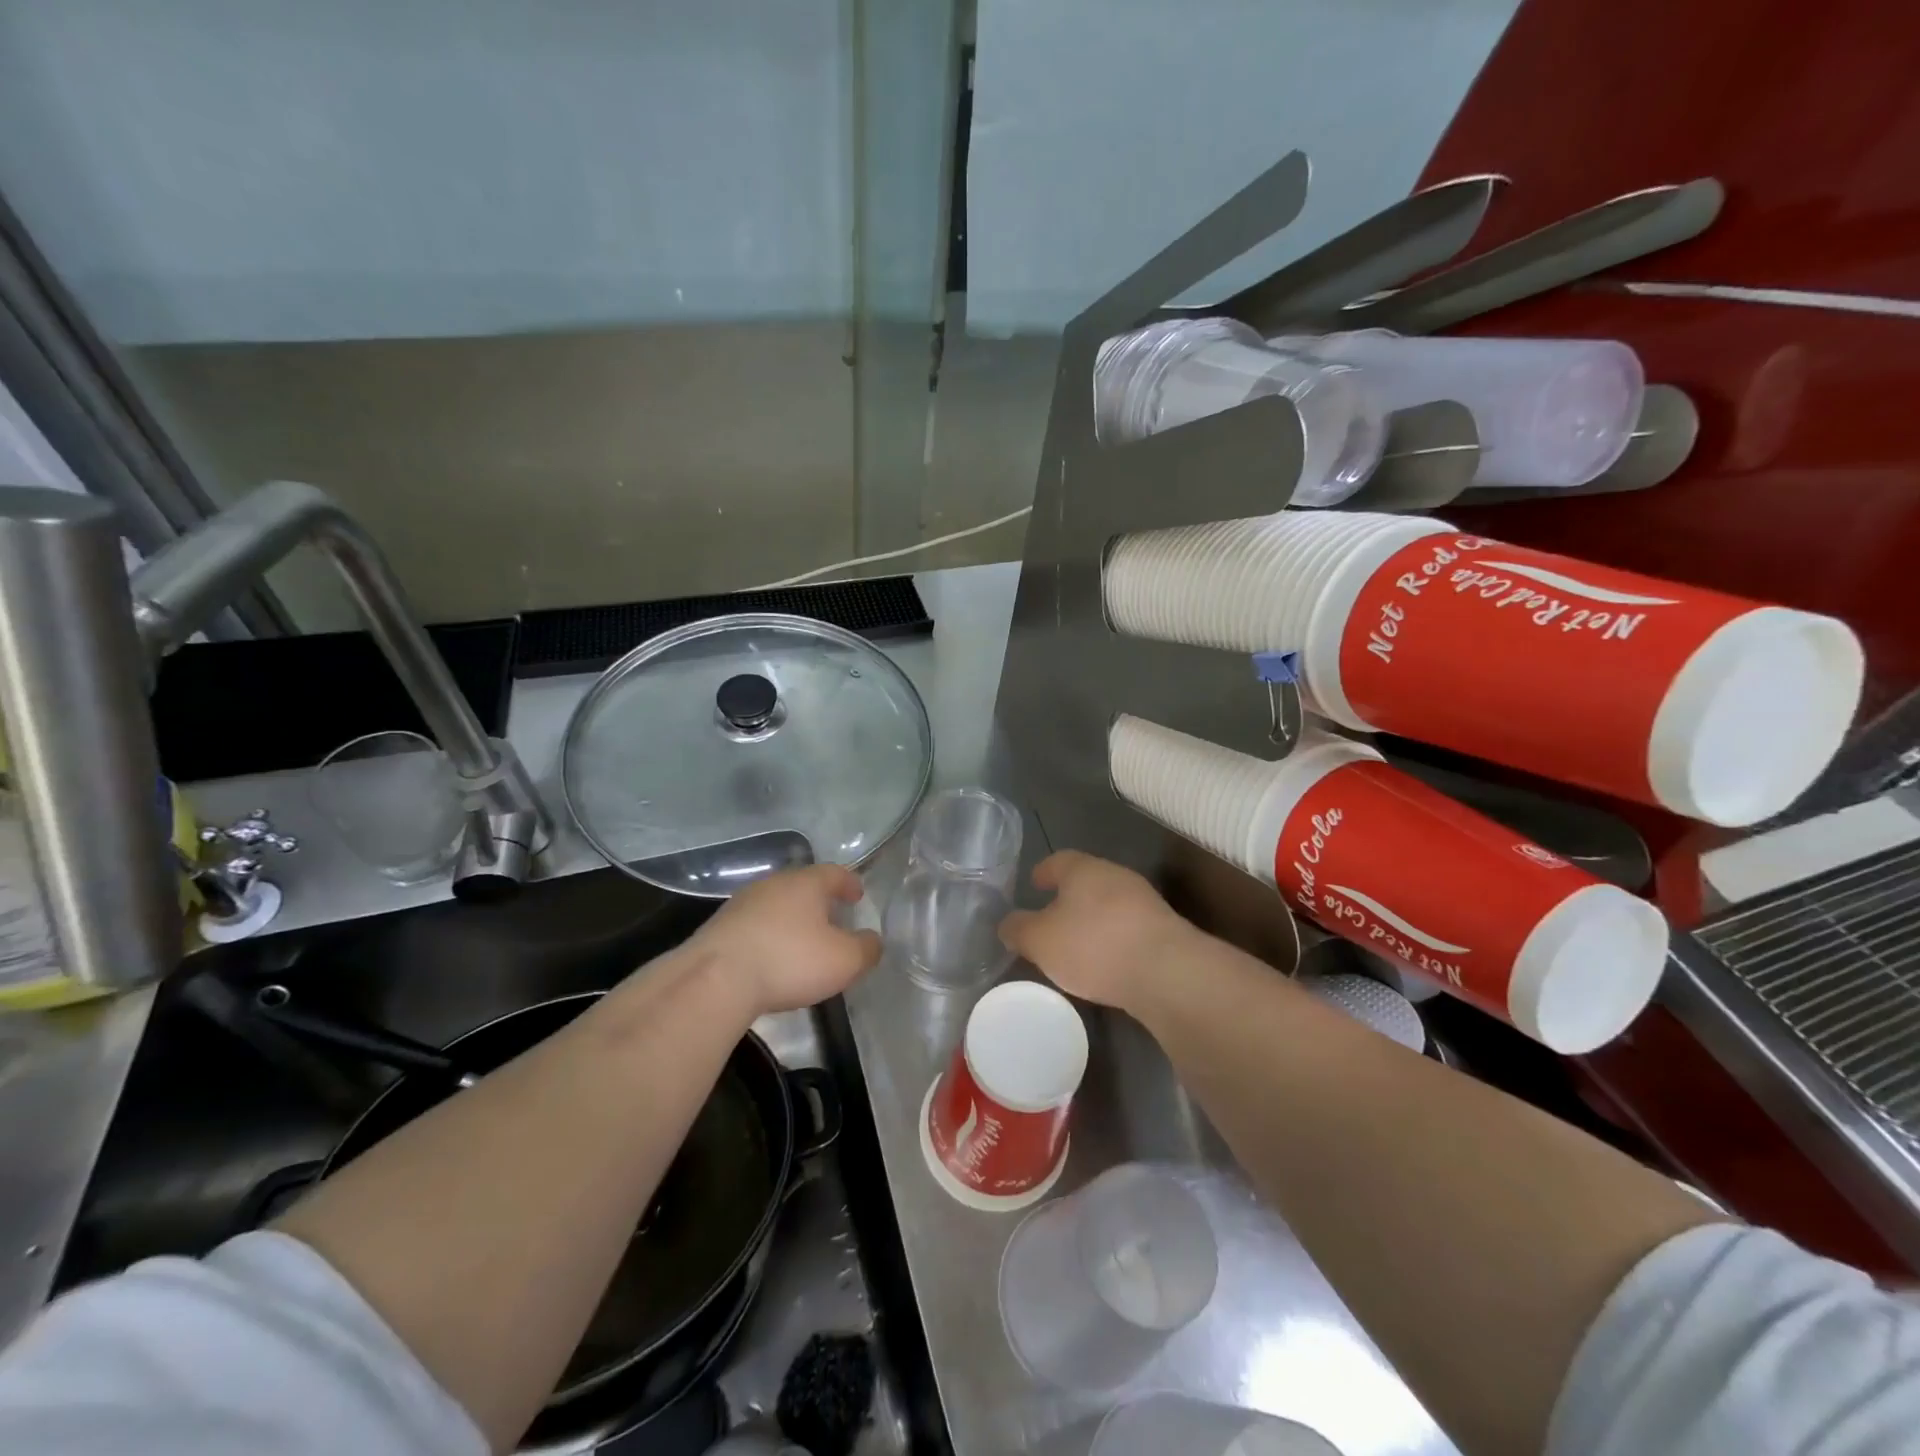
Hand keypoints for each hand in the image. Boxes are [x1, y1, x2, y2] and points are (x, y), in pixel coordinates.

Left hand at [689, 864, 881, 1015]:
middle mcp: (773, 884)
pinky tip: (771, 957)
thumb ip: (866, 948)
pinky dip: (768, 935)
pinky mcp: (719, 928)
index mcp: (806, 883)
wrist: (715, 979)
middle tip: (833, 918)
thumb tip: (873, 940)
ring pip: (776, 904)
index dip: (849, 883)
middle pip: (803, 885)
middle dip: (819, 900)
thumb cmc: (789, 961)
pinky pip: (754, 925)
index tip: (858, 895)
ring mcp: (742, 904)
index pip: (834, 873)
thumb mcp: (844, 960)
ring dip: (791, 918)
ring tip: (802, 940)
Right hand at [998, 851, 1195, 1010]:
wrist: (1167, 972)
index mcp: (1083, 869)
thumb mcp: (1040, 941)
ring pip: (1108, 904)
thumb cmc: (1093, 945)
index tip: (1033, 884)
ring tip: (1076, 945)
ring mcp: (1144, 902)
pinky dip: (1113, 939)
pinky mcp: (1164, 930)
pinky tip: (1105, 962)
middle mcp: (1115, 876)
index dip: (1043, 872)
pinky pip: (1128, 928)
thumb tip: (1007, 923)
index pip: (1058, 860)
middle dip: (1068, 897)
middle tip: (1049, 917)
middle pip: (1086, 881)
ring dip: (1092, 920)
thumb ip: (1018, 929)